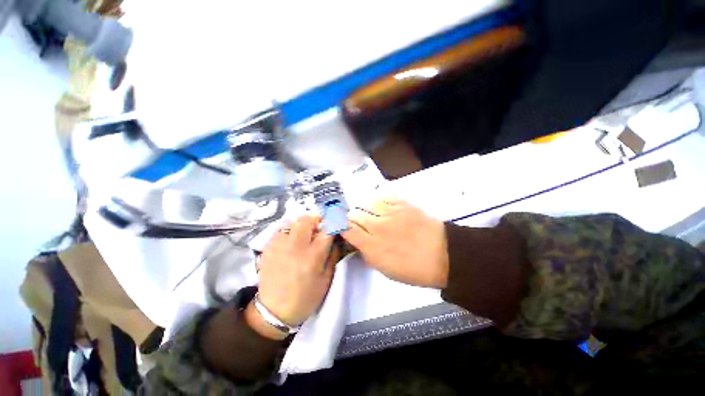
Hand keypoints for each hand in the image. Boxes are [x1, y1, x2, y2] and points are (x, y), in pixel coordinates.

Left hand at [251, 215, 335, 336]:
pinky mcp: (268, 248)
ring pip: (291, 222)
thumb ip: (333, 255)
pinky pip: (280, 231)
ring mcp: (279, 246)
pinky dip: (288, 233)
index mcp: (313, 256)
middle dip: (315, 220)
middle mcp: (295, 246)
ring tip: (303, 236)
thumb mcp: (326, 279)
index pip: (327, 230)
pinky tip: (290, 243)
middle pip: (306, 219)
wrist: (274, 312)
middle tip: (318, 228)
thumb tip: (337, 239)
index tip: (335, 224)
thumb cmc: (306, 297)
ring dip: (300, 226)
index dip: (333, 224)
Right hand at [343, 197, 448, 287]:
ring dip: (364, 208)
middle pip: (354, 214)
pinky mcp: (402, 204)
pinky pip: (383, 196)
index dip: (342, 227)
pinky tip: (382, 206)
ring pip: (366, 202)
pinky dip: (379, 200)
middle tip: (358, 222)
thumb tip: (358, 242)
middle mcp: (377, 226)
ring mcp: (390, 212)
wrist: (444, 254)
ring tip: (369, 213)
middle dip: (352, 218)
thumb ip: (367, 254)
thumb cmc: (414, 268)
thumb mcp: (385, 270)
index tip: (344, 229)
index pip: (347, 229)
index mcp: (372, 246)